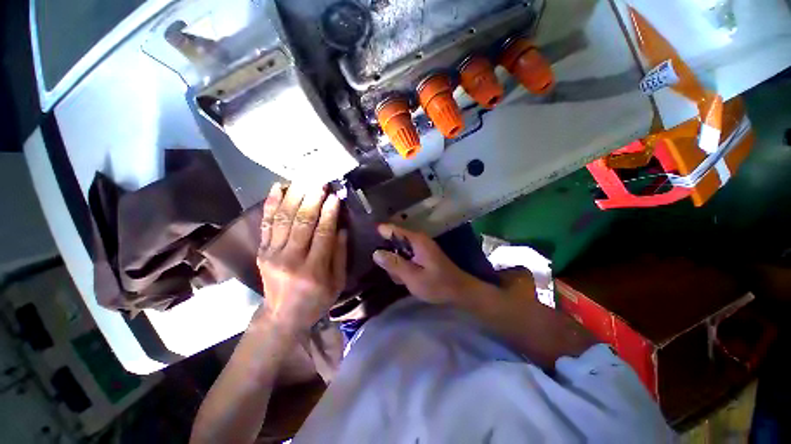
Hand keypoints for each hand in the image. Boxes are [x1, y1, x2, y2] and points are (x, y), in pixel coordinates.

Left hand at [257, 183, 346, 332]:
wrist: (282, 315)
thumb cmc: (316, 300)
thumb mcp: (337, 283)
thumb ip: (340, 254)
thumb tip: (341, 227)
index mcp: (313, 270)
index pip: (322, 234)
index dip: (329, 213)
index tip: (335, 196)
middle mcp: (290, 259)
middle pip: (301, 223)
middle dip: (312, 199)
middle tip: (320, 181)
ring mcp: (271, 253)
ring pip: (283, 219)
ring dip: (294, 196)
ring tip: (304, 179)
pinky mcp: (262, 251)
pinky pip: (266, 223)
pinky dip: (272, 203)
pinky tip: (278, 187)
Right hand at [372, 224, 482, 303]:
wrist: (460, 291)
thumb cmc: (437, 284)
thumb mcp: (413, 277)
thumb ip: (394, 264)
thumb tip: (376, 252)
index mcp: (416, 240)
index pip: (393, 229)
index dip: (379, 230)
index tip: (364, 234)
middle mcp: (418, 240)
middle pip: (394, 241)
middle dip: (388, 255)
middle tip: (389, 272)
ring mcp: (421, 248)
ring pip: (399, 251)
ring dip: (396, 264)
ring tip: (400, 279)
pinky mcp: (422, 256)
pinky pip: (406, 257)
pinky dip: (403, 267)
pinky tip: (406, 279)